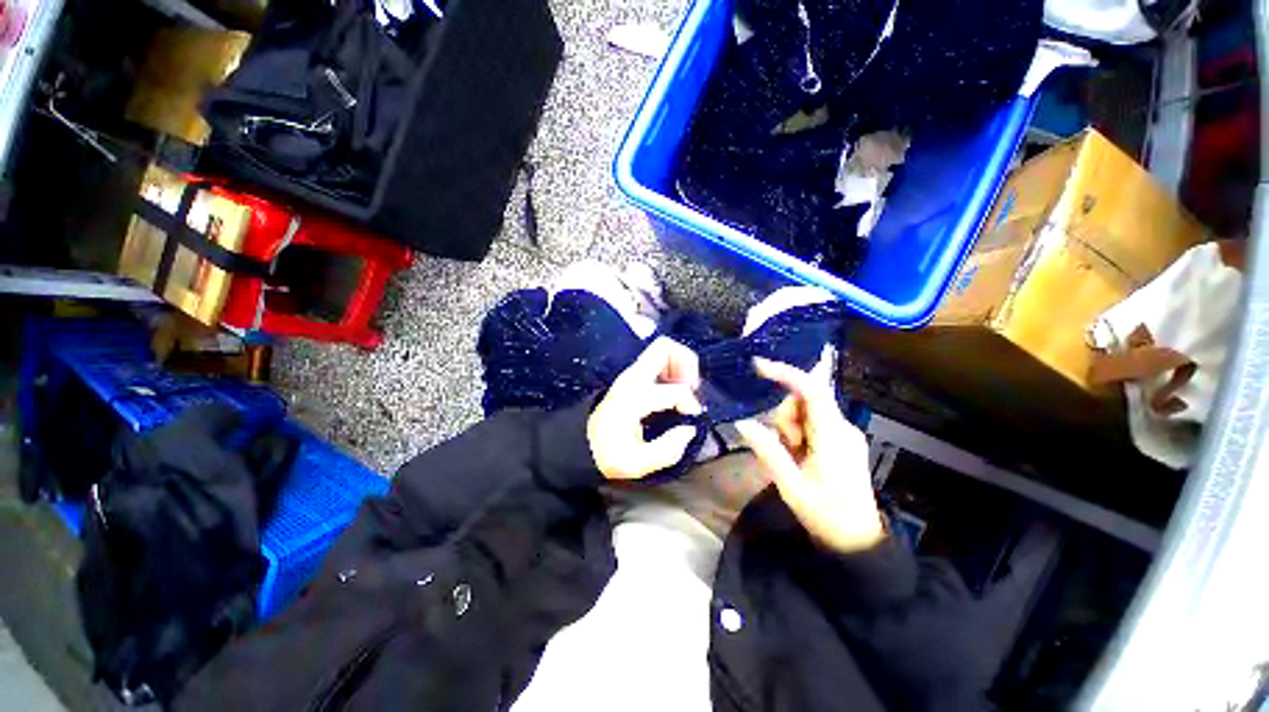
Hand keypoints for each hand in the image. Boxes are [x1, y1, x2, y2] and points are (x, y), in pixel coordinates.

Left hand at [588, 338, 703, 480]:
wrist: (583, 444)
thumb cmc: (609, 455)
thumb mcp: (638, 463)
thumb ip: (668, 449)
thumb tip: (689, 429)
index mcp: (634, 398)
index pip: (674, 389)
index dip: (690, 403)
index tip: (692, 418)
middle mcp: (632, 379)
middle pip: (664, 347)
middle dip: (686, 362)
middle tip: (694, 386)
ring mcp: (631, 374)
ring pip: (662, 349)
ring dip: (681, 363)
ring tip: (688, 386)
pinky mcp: (632, 376)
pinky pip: (658, 359)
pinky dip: (672, 367)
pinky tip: (676, 386)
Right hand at [735, 358, 884, 553]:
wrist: (859, 542)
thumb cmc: (826, 516)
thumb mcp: (791, 486)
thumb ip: (768, 451)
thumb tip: (742, 423)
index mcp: (834, 436)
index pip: (812, 390)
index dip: (785, 373)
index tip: (758, 366)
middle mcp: (843, 427)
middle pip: (805, 400)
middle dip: (785, 417)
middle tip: (784, 448)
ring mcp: (844, 433)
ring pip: (806, 412)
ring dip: (790, 428)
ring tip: (792, 458)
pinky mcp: (842, 440)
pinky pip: (812, 423)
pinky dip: (798, 434)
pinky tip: (798, 456)